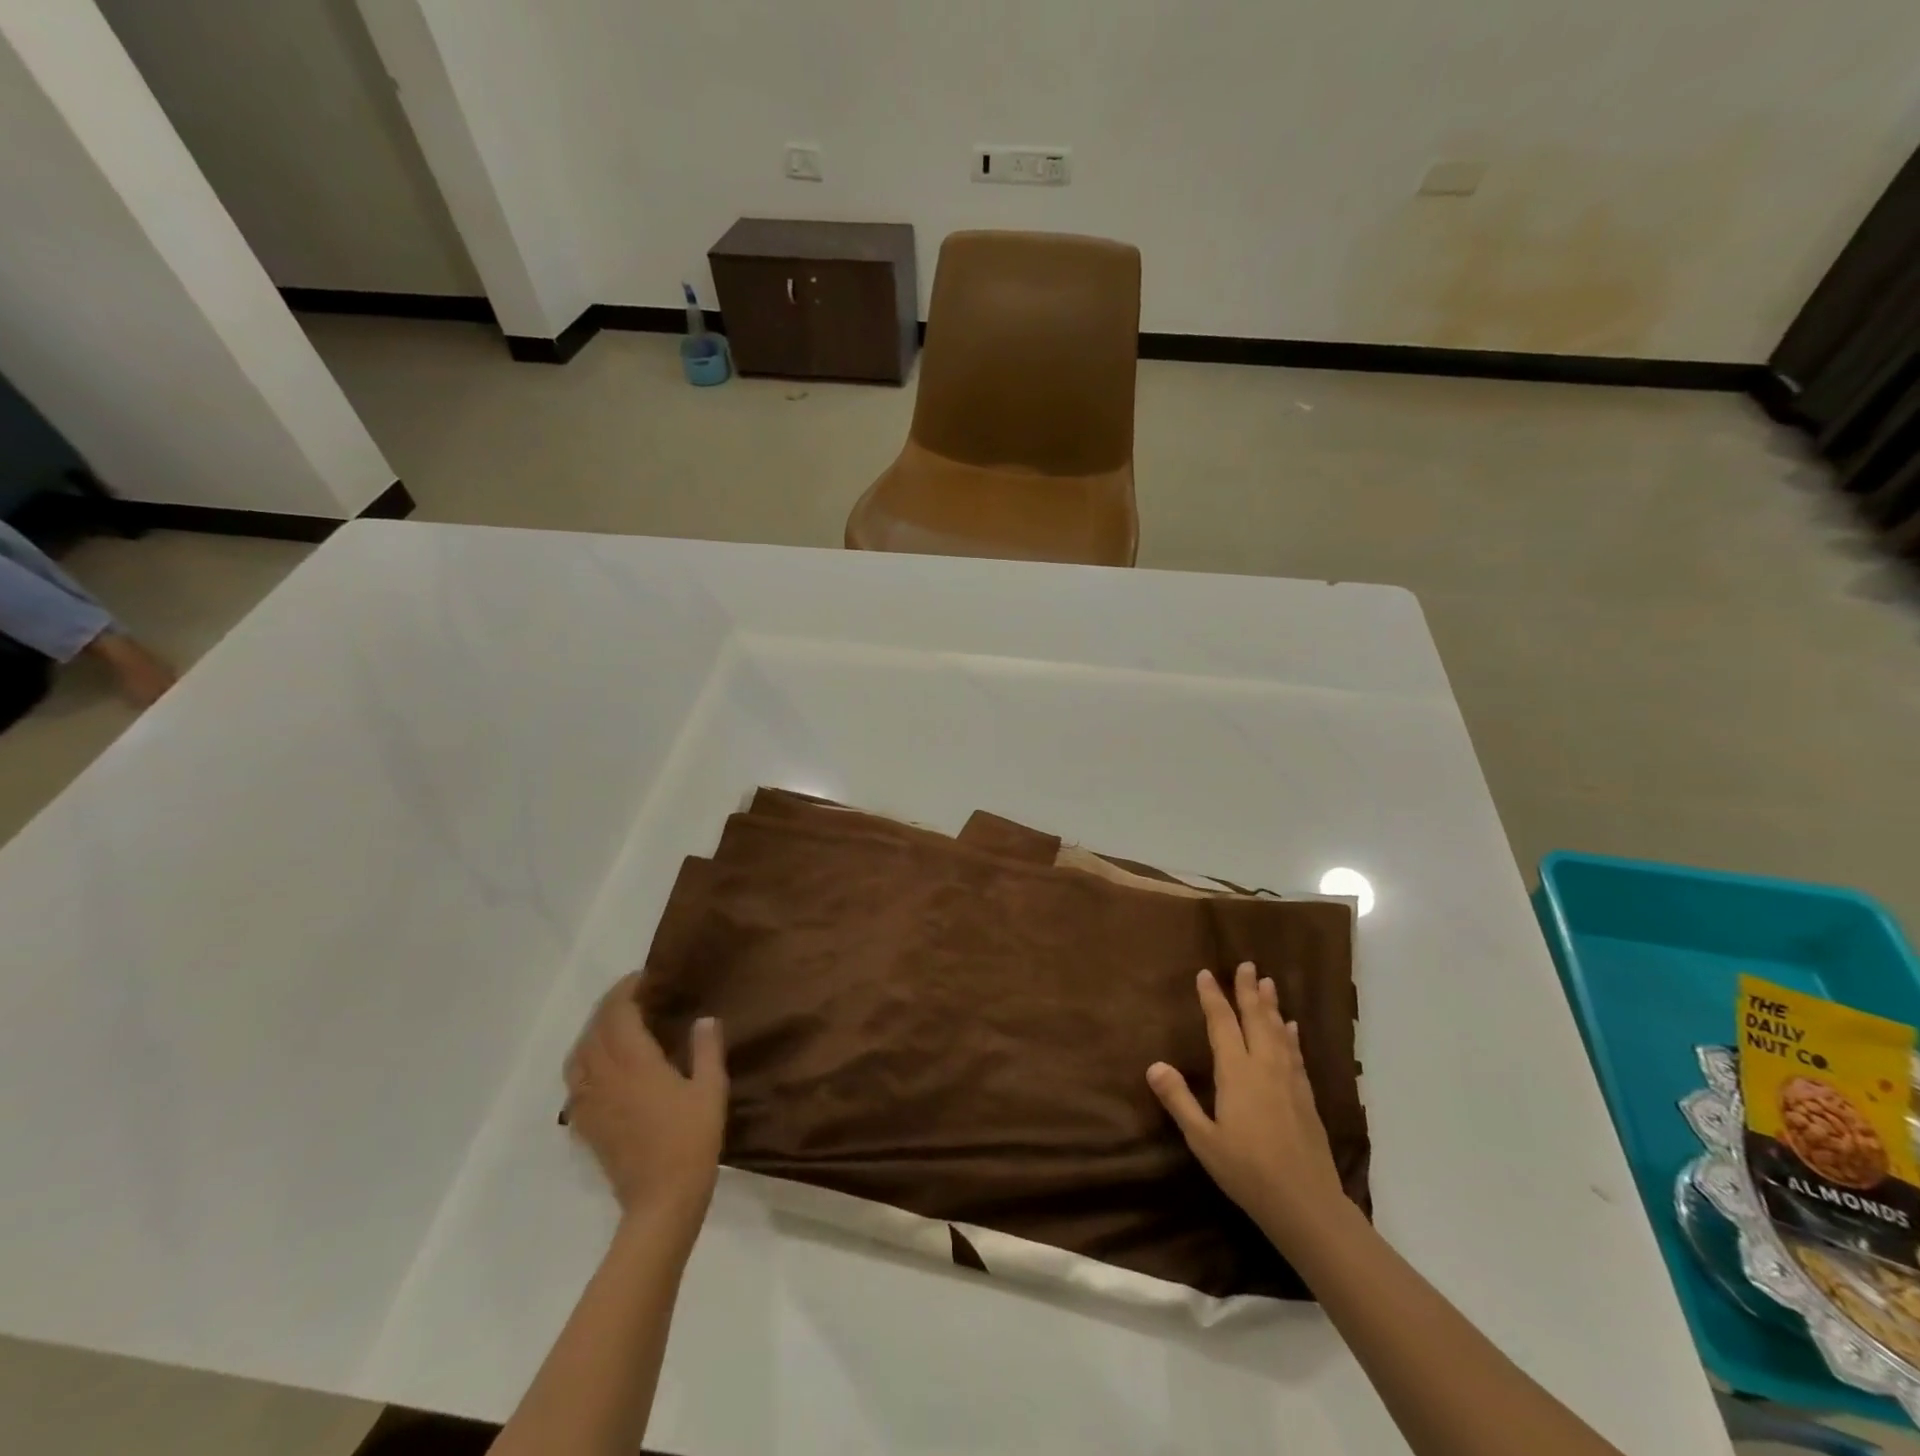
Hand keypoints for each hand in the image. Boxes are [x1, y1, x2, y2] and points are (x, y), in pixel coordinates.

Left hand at [564, 973, 727, 1230]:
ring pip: (578, 1056)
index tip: (644, 978)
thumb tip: (704, 1018)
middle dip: (609, 1006)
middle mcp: (606, 1077)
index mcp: (635, 1063)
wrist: (661, 1200)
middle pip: (594, 1030)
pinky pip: (574, 1084)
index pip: (618, 1014)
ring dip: (592, 1032)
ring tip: (614, 1025)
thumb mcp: (710, 1090)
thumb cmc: (692, 1140)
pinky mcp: (586, 1125)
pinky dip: (583, 1063)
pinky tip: (600, 1068)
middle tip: (633, 995)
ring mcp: (591, 1103)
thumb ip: (706, 1049)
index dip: (627, 990)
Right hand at [1147, 962, 1347, 1245]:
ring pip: (1279, 1032)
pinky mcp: (1306, 1097)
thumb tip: (1154, 1065)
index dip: (1213, 997)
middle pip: (1256, 1019)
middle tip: (1247, 964)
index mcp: (1236, 1073)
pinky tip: (1292, 1028)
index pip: (1222, 1024)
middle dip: (1248, 990)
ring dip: (1272, 1006)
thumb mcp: (1203, 1139)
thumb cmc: (1246, 1171)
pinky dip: (1291, 1035)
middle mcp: (1264, 1067)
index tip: (1206, 973)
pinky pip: (1295, 1054)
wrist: (1306, 1203)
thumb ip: (1178, 1100)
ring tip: (1269, 983)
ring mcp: (1289, 1081)